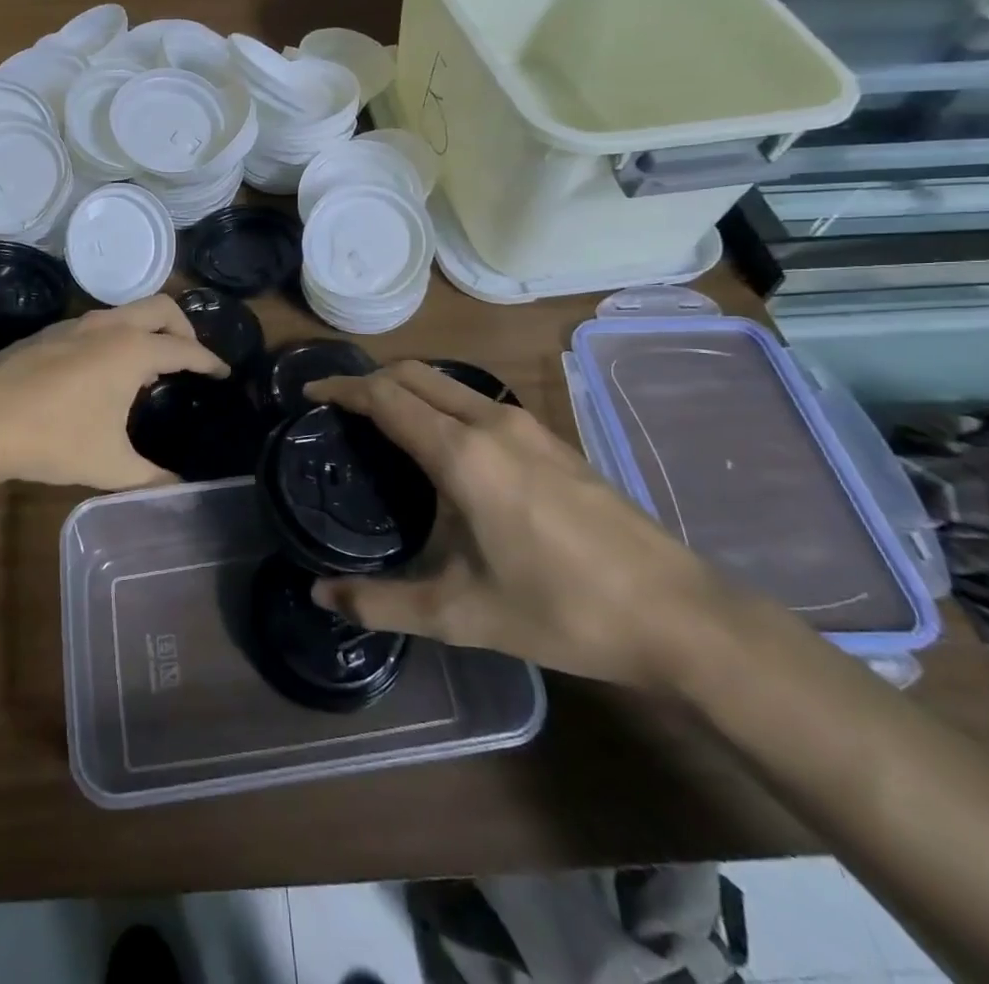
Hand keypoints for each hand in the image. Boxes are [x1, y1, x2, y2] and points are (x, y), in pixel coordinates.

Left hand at [0, 294, 227, 490]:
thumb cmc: (51, 440)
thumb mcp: (110, 466)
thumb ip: (153, 478)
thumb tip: (181, 490)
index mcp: (131, 351)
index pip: (185, 350)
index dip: (210, 361)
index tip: (225, 371)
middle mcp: (107, 327)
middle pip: (161, 308)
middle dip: (184, 328)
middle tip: (191, 358)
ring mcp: (73, 325)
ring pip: (125, 312)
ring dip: (146, 330)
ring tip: (150, 367)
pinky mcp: (46, 334)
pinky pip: (97, 324)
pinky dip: (116, 337)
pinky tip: (103, 372)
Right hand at [304, 361, 731, 690]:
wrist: (677, 616)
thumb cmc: (560, 610)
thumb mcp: (459, 615)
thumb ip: (380, 602)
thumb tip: (320, 596)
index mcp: (461, 454)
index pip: (385, 396)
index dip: (341, 387)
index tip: (310, 392)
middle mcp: (491, 423)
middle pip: (414, 373)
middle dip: (369, 378)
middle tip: (338, 407)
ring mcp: (527, 427)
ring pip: (448, 383)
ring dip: (407, 387)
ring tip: (381, 422)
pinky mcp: (552, 441)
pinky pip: (477, 400)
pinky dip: (440, 403)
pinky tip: (442, 446)